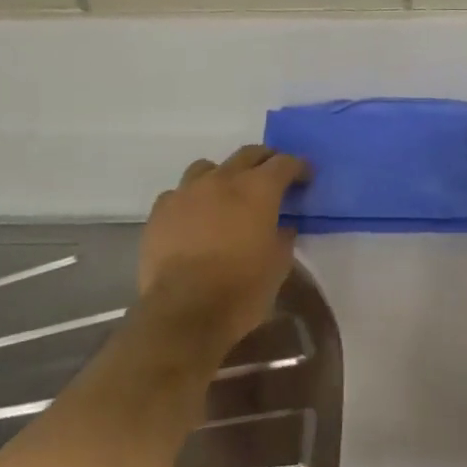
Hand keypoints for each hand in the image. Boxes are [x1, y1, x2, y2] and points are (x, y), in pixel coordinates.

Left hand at [138, 145, 310, 353]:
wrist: (183, 311)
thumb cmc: (242, 289)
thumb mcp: (278, 265)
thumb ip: (283, 238)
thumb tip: (282, 227)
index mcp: (258, 190)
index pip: (284, 163)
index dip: (298, 167)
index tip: (305, 177)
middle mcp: (222, 180)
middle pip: (247, 154)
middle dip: (264, 161)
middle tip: (272, 176)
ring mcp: (187, 192)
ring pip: (207, 167)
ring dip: (223, 175)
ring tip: (227, 194)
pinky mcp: (160, 211)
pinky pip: (179, 193)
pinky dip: (192, 199)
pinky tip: (194, 217)